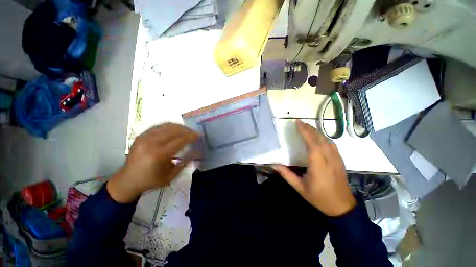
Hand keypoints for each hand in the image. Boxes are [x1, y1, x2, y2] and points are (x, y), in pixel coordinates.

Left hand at [107, 123, 198, 202]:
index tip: (199, 136)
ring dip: (179, 127)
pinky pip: (159, 126)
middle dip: (187, 130)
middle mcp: (151, 143)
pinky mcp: (141, 135)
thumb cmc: (152, 180)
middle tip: (194, 133)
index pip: (180, 140)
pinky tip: (175, 130)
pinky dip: (170, 127)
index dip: (192, 136)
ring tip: (186, 131)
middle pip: (174, 130)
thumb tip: (197, 151)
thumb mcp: (172, 175)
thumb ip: (186, 162)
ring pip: (167, 126)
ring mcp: (145, 137)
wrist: (128, 180)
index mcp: (159, 155)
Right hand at [274, 120, 355, 215]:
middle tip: (300, 122)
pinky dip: (324, 137)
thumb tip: (274, 165)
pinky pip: (332, 145)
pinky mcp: (340, 160)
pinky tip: (319, 136)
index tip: (298, 123)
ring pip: (327, 140)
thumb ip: (286, 175)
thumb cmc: (319, 197)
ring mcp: (337, 159)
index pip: (312, 143)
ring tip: (307, 127)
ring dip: (317, 132)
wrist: (342, 206)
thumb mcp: (300, 188)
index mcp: (318, 165)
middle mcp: (329, 159)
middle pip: (320, 139)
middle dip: (309, 129)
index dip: (305, 132)